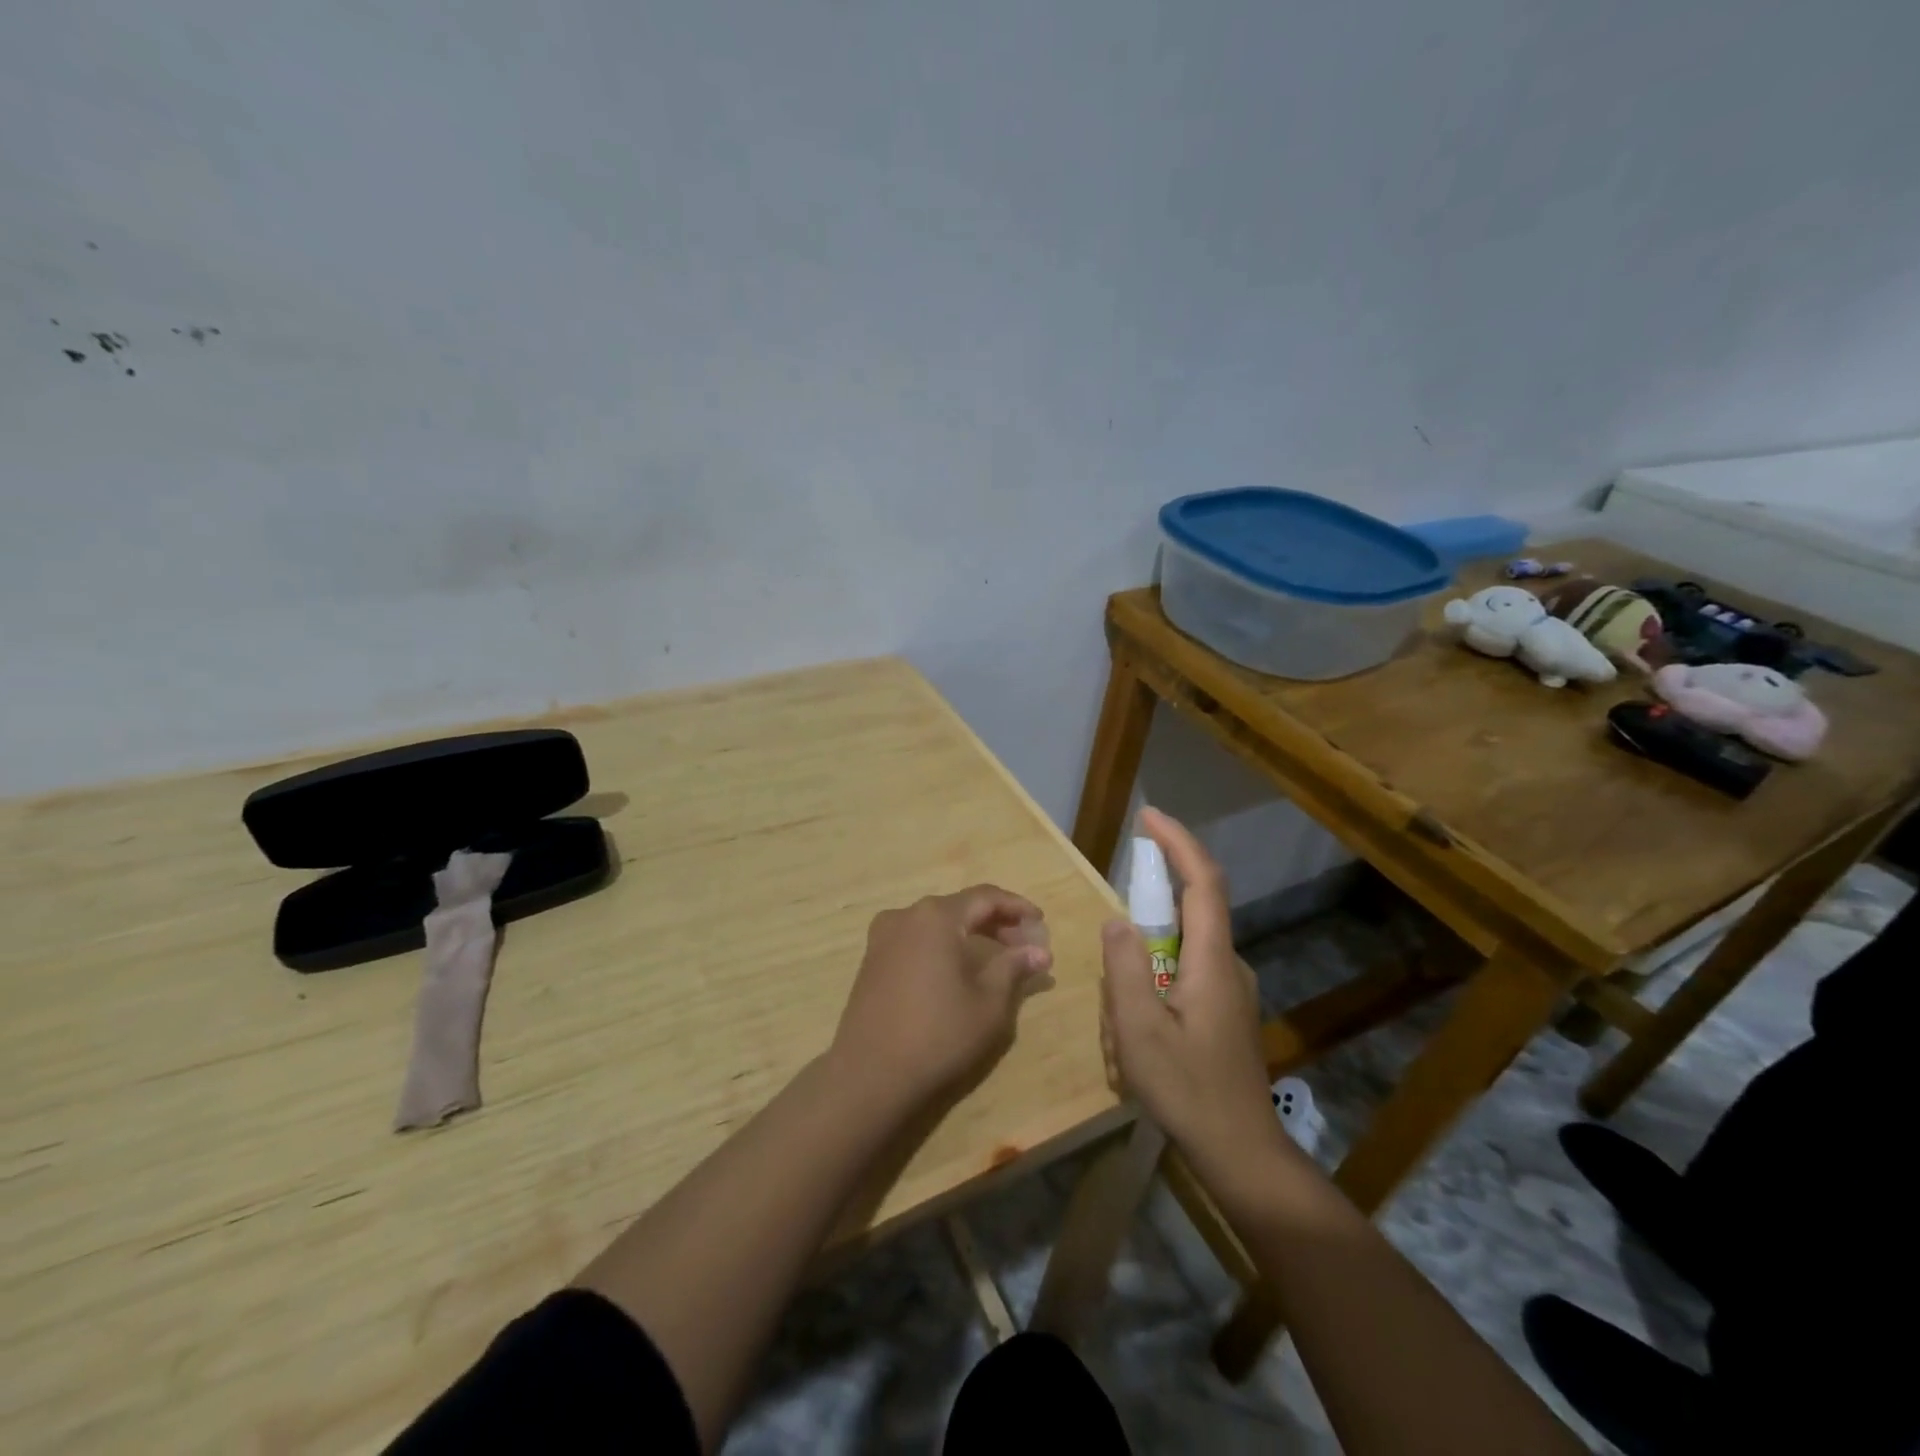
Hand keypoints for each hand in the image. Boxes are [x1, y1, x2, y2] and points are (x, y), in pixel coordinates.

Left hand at [830, 886, 1053, 1111]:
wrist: (869, 1074)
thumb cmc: (938, 1034)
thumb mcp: (988, 1003)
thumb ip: (1014, 968)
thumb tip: (1039, 952)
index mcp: (936, 917)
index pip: (985, 897)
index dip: (1017, 907)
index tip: (1040, 923)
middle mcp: (906, 915)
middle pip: (960, 908)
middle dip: (996, 923)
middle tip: (1025, 947)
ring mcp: (883, 936)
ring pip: (937, 924)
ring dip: (970, 935)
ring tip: (998, 960)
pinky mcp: (872, 959)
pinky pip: (917, 939)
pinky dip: (944, 946)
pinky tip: (960, 970)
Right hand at [1101, 809, 1280, 1167]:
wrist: (1242, 1153)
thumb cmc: (1187, 1090)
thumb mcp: (1139, 1030)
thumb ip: (1124, 968)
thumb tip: (1117, 919)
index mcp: (1212, 960)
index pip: (1203, 881)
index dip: (1179, 842)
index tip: (1150, 817)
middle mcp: (1229, 964)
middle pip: (1190, 913)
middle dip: (1146, 922)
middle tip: (1116, 989)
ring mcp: (1230, 990)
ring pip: (1180, 953)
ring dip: (1143, 974)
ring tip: (1124, 1039)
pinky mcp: (1225, 1011)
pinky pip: (1183, 978)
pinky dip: (1152, 991)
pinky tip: (1137, 1044)